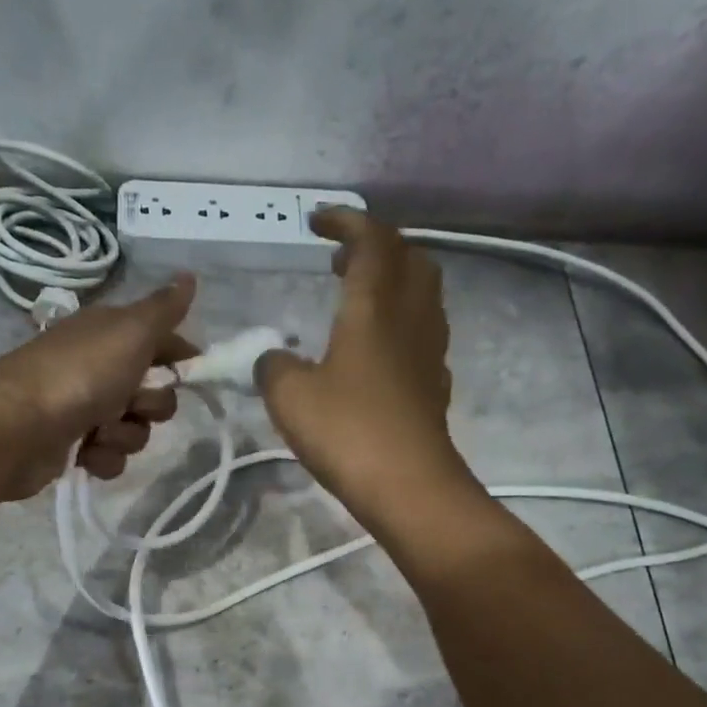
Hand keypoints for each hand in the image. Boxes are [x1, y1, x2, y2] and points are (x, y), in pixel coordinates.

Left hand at [0, 275, 197, 500]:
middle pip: (154, 394)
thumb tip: (189, 276)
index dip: (180, 359)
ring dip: (124, 435)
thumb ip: (164, 310)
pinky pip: (111, 457)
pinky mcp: (73, 446)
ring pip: (134, 430)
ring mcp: (84, 409)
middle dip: (151, 406)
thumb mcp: (130, 333)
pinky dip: (102, 458)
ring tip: (98, 432)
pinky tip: (84, 453)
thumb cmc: (78, 375)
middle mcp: (98, 368)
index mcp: (110, 335)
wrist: (15, 428)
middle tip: (131, 404)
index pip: (162, 342)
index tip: (192, 373)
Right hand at [256, 209, 469, 523]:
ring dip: (391, 282)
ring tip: (356, 299)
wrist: (409, 486)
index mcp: (375, 306)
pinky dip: (399, 322)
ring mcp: (429, 351)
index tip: (316, 220)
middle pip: (408, 258)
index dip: (345, 221)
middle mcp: (410, 317)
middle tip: (339, 261)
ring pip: (422, 294)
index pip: (371, 240)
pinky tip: (375, 351)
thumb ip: (273, 367)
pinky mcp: (434, 385)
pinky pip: (422, 332)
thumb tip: (272, 358)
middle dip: (375, 247)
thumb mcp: (290, 397)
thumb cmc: (348, 431)